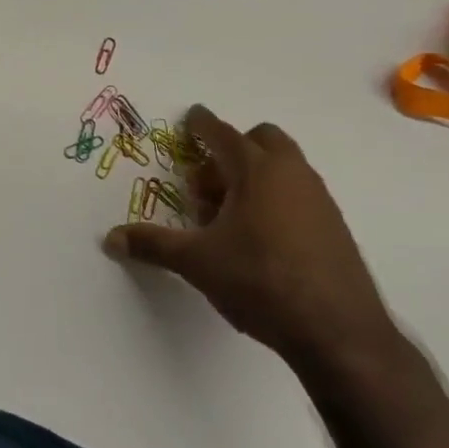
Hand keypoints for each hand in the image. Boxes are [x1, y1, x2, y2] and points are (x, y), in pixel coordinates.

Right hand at [104, 106, 398, 371]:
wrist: (338, 331)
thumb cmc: (260, 281)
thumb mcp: (196, 262)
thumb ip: (152, 244)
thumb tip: (111, 239)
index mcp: (257, 171)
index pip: (223, 134)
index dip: (202, 124)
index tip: (191, 116)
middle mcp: (293, 175)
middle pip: (262, 140)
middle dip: (232, 149)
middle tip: (206, 182)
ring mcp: (319, 200)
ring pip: (283, 168)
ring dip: (253, 177)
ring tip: (226, 217)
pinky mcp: (334, 227)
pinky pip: (298, 194)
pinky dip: (274, 199)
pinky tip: (258, 239)